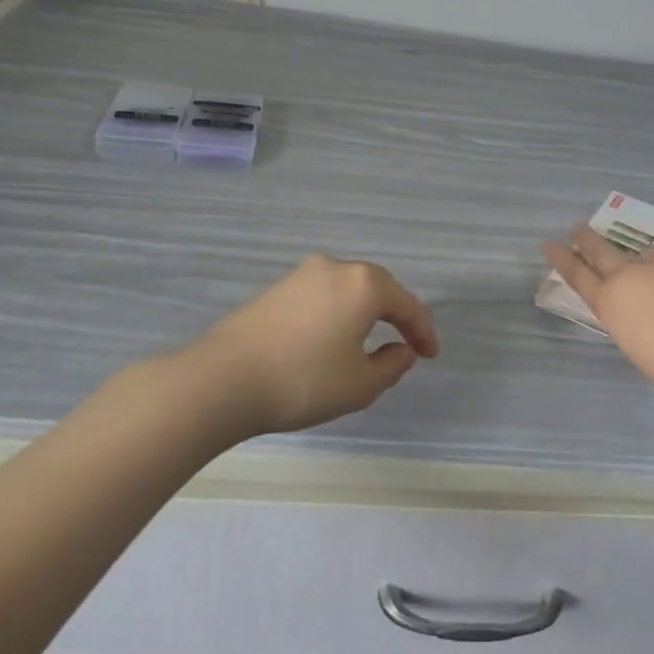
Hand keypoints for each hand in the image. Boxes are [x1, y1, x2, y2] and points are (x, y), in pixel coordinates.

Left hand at [199, 255, 439, 433]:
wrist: (224, 379)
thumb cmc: (304, 381)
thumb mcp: (360, 385)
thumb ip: (392, 366)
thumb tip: (402, 350)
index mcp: (364, 284)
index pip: (406, 305)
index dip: (423, 331)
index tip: (430, 356)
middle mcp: (336, 268)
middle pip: (378, 288)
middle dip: (396, 314)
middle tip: (406, 344)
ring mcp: (303, 274)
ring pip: (348, 289)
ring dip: (365, 312)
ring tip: (370, 341)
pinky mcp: (277, 288)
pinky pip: (322, 295)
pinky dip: (338, 312)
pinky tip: (332, 337)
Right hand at [540, 225, 653, 392]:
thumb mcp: (633, 342)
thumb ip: (629, 318)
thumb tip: (639, 309)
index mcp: (608, 302)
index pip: (577, 275)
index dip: (562, 259)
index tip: (549, 244)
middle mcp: (627, 275)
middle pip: (600, 250)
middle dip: (587, 239)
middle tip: (579, 228)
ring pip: (647, 254)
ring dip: (648, 261)